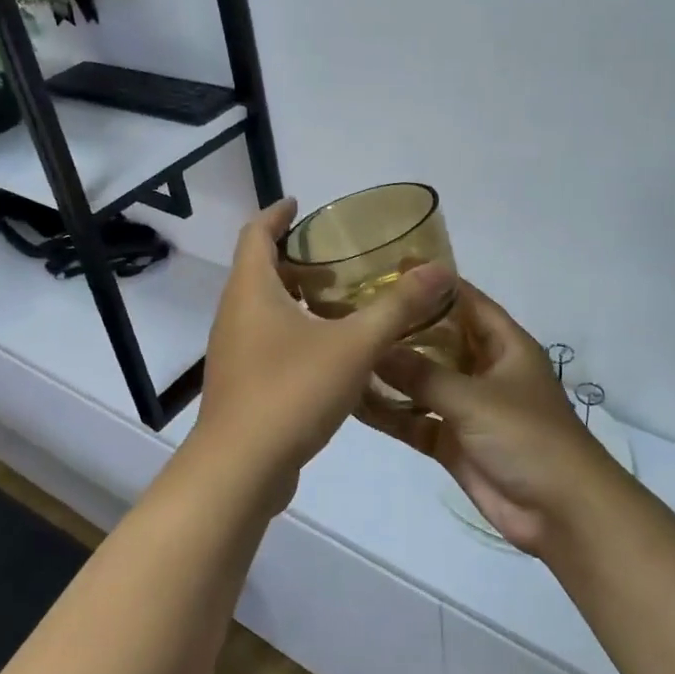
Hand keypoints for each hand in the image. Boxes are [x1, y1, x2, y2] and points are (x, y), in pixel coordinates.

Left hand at [191, 199, 454, 510]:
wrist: (240, 470)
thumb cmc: (291, 392)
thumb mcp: (354, 345)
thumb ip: (397, 307)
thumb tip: (440, 270)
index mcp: (251, 291)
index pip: (255, 233)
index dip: (277, 214)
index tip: (300, 203)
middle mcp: (235, 314)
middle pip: (260, 270)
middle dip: (297, 260)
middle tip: (339, 260)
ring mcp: (235, 352)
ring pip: (265, 309)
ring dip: (298, 298)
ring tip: (343, 303)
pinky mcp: (242, 383)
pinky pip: (268, 341)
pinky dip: (296, 331)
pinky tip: (332, 352)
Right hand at [362, 281, 616, 555]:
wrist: (560, 512)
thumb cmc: (528, 437)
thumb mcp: (474, 399)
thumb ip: (422, 374)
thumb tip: (374, 348)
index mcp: (504, 345)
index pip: (466, 301)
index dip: (434, 283)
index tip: (391, 267)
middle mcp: (484, 369)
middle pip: (438, 339)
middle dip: (402, 327)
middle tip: (354, 311)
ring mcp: (467, 407)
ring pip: (422, 381)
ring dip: (390, 372)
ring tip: (345, 352)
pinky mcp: (452, 441)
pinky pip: (415, 419)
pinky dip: (390, 413)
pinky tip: (353, 402)